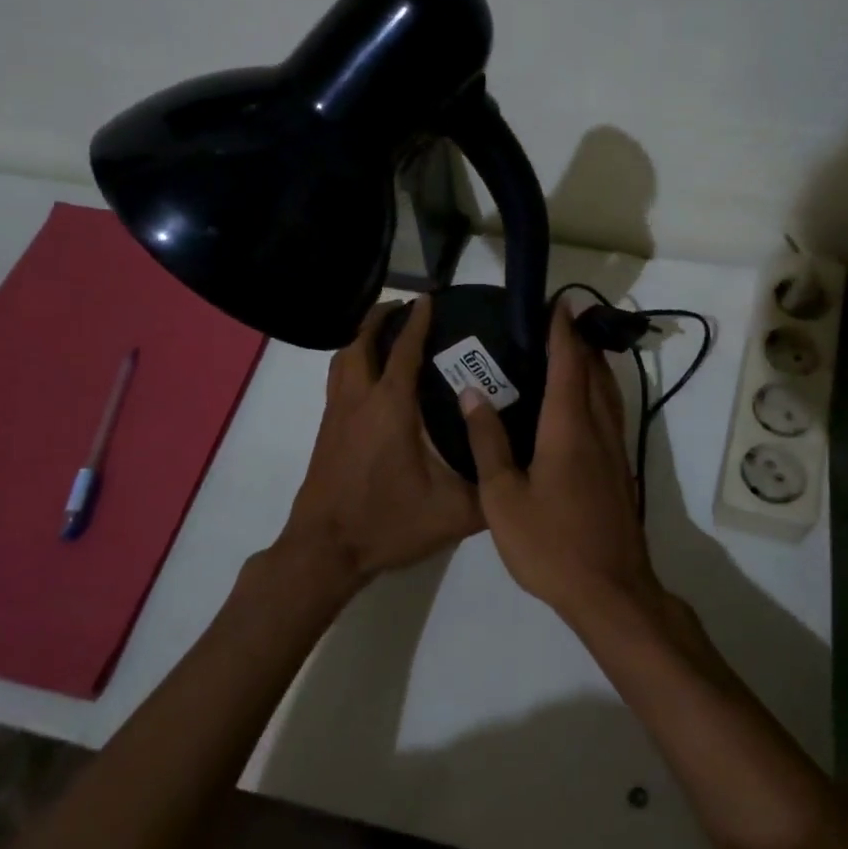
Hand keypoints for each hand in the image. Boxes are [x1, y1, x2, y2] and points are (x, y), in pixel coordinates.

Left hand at [278, 295, 484, 590]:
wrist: (326, 550)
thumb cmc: (389, 523)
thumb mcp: (454, 512)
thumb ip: (491, 487)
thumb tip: (522, 466)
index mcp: (391, 408)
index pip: (403, 350)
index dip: (417, 321)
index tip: (428, 298)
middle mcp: (359, 400)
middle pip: (361, 342)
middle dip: (380, 318)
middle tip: (403, 308)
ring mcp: (336, 415)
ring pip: (342, 359)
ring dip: (360, 338)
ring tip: (382, 333)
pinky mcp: (325, 431)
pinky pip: (336, 380)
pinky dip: (350, 362)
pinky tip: (368, 379)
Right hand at [458, 302, 658, 621]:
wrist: (610, 591)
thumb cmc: (550, 544)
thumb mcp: (503, 497)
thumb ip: (488, 442)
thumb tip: (473, 393)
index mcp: (568, 429)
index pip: (567, 365)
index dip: (562, 331)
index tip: (559, 302)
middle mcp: (597, 429)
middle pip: (593, 372)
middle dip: (579, 341)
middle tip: (559, 320)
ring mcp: (614, 450)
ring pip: (607, 393)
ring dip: (593, 365)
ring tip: (572, 351)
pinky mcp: (620, 470)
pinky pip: (610, 414)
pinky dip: (597, 392)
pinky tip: (581, 404)